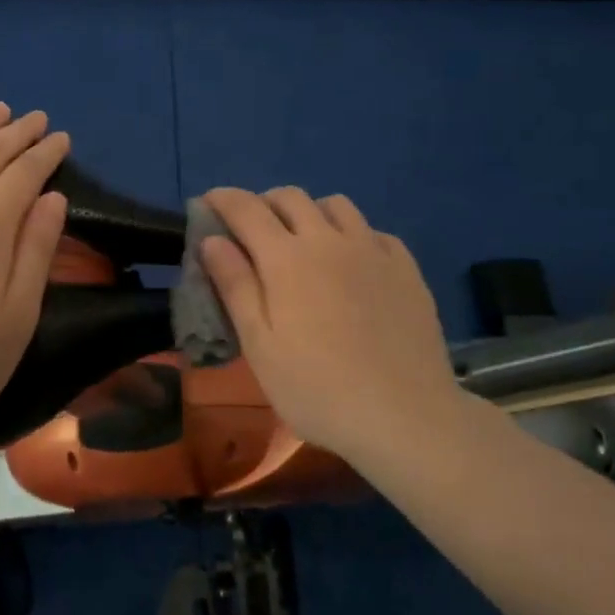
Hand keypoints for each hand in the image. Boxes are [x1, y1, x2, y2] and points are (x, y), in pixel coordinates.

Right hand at [199, 186, 458, 462]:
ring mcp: (372, 250)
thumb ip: (235, 286)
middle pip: (290, 196)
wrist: (406, 417)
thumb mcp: (260, 346)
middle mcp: (328, 240)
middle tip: (252, 229)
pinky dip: (353, 234)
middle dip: (263, 202)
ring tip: (303, 241)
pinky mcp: (406, 268)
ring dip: (309, 211)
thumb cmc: (318, 389)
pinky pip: (373, 231)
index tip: (207, 202)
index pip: (246, 208)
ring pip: (335, 204)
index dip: (222, 198)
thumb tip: (211, 239)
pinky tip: (353, 263)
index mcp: (286, 258)